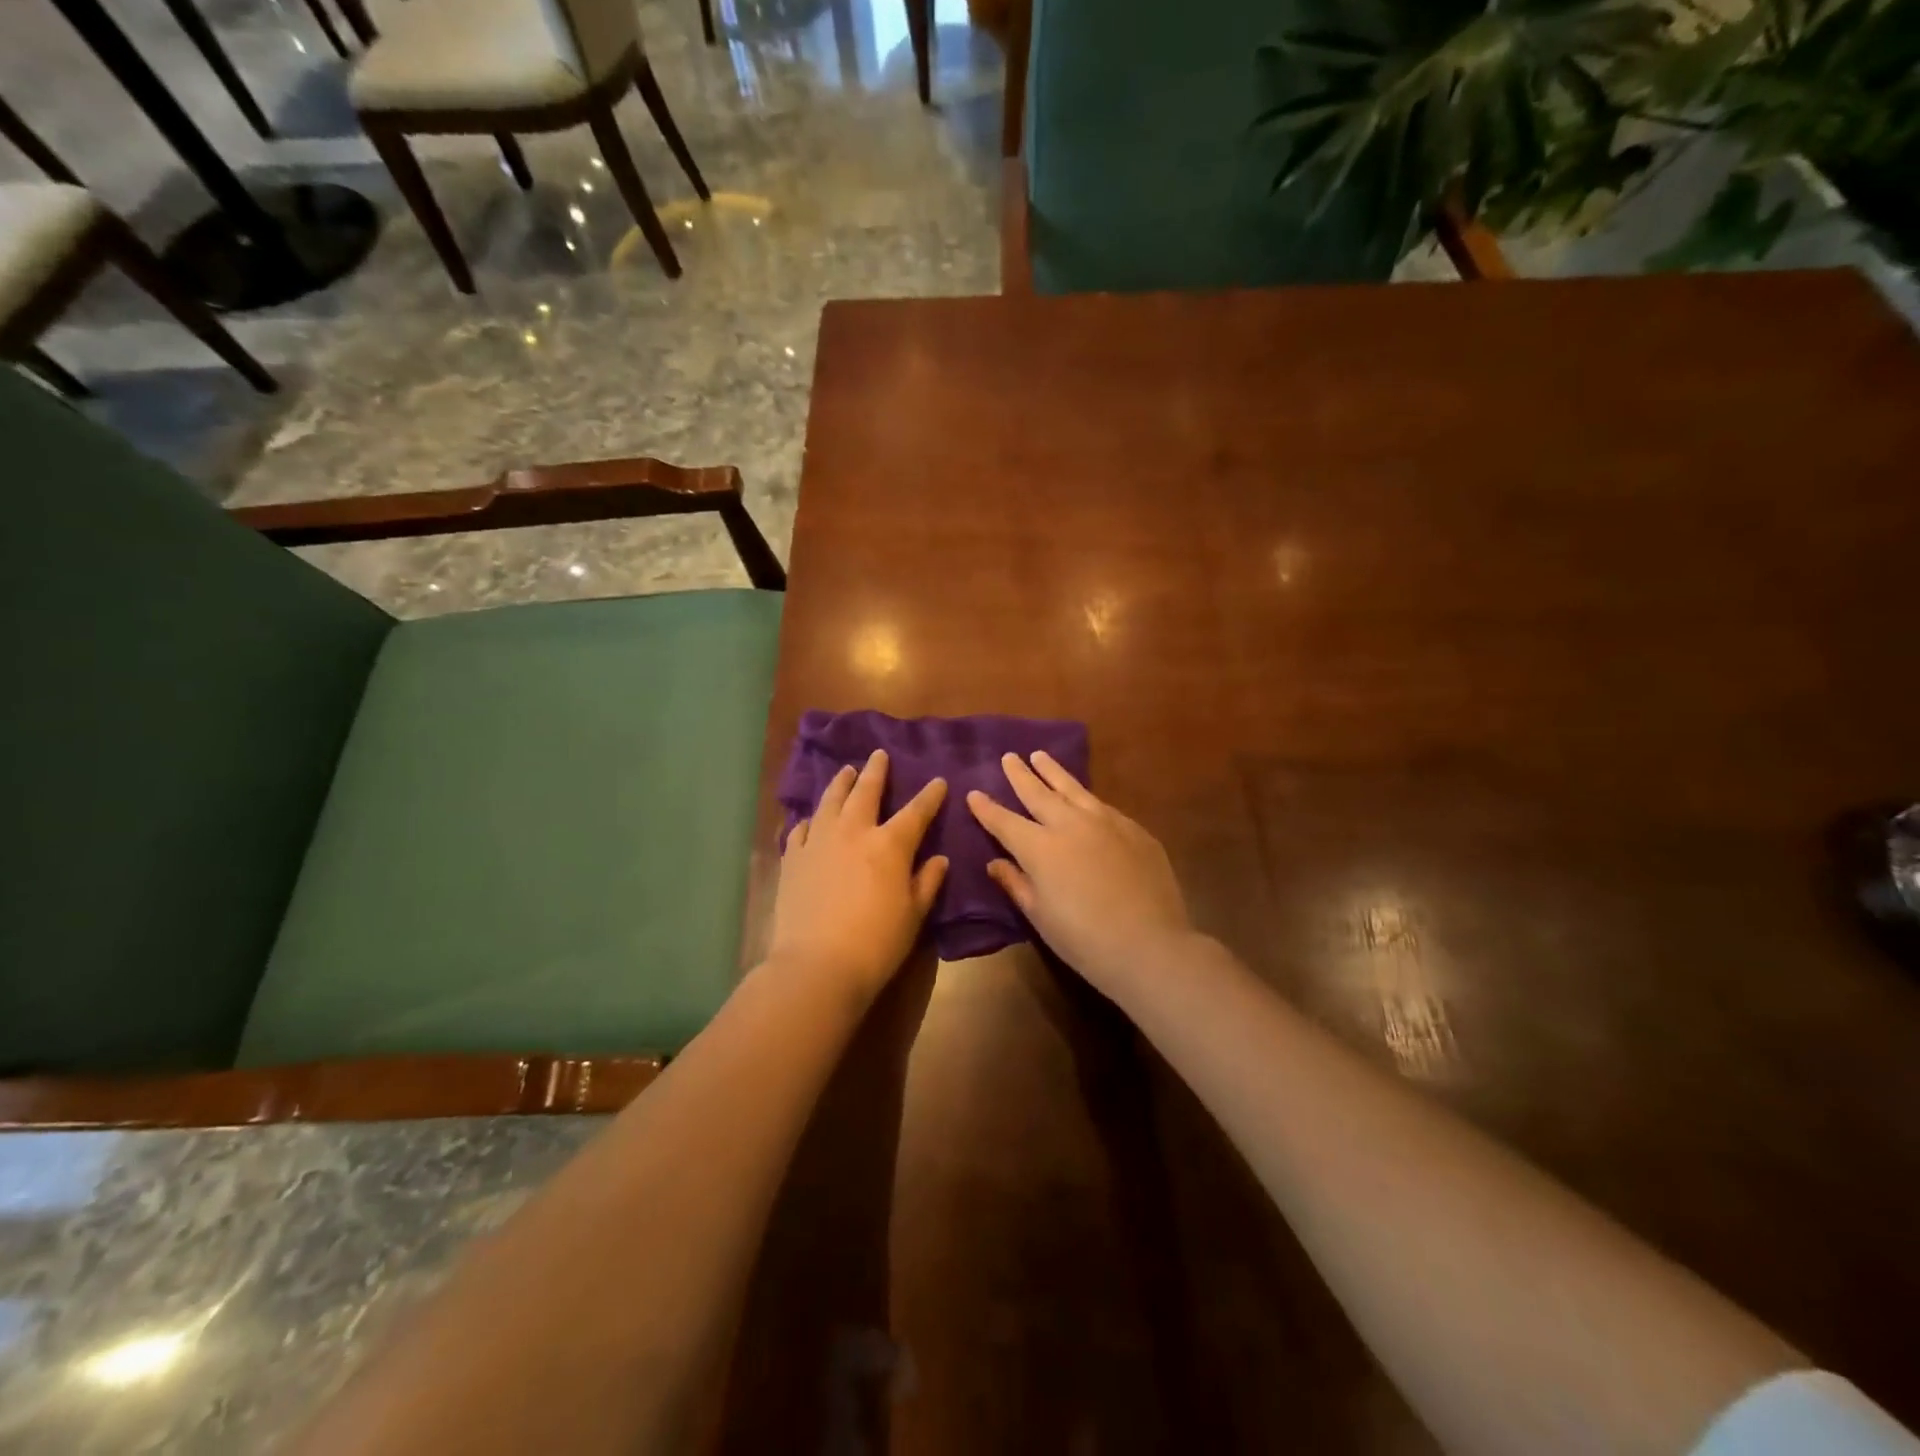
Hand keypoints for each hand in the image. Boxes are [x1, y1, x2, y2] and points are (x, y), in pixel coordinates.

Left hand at [768, 749, 948, 1000]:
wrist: (816, 965)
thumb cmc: (876, 943)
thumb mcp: (914, 915)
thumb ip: (927, 882)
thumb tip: (938, 859)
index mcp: (890, 844)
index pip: (916, 811)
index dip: (930, 795)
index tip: (937, 781)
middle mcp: (853, 832)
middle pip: (866, 792)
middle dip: (876, 772)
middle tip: (879, 755)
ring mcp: (819, 842)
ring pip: (830, 801)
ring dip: (840, 783)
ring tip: (846, 771)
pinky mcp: (792, 858)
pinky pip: (801, 829)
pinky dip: (810, 820)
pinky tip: (811, 819)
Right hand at [966, 752, 1194, 996]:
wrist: (1150, 945)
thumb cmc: (1084, 940)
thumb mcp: (1040, 916)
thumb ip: (1016, 884)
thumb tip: (996, 863)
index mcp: (1040, 848)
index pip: (1005, 821)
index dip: (987, 808)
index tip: (973, 793)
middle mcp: (1070, 825)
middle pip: (1038, 793)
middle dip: (1020, 775)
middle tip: (1009, 757)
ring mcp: (1106, 823)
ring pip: (1073, 789)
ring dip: (1054, 772)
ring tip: (1041, 756)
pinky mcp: (1133, 830)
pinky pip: (1102, 806)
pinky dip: (1085, 797)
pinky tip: (1084, 797)